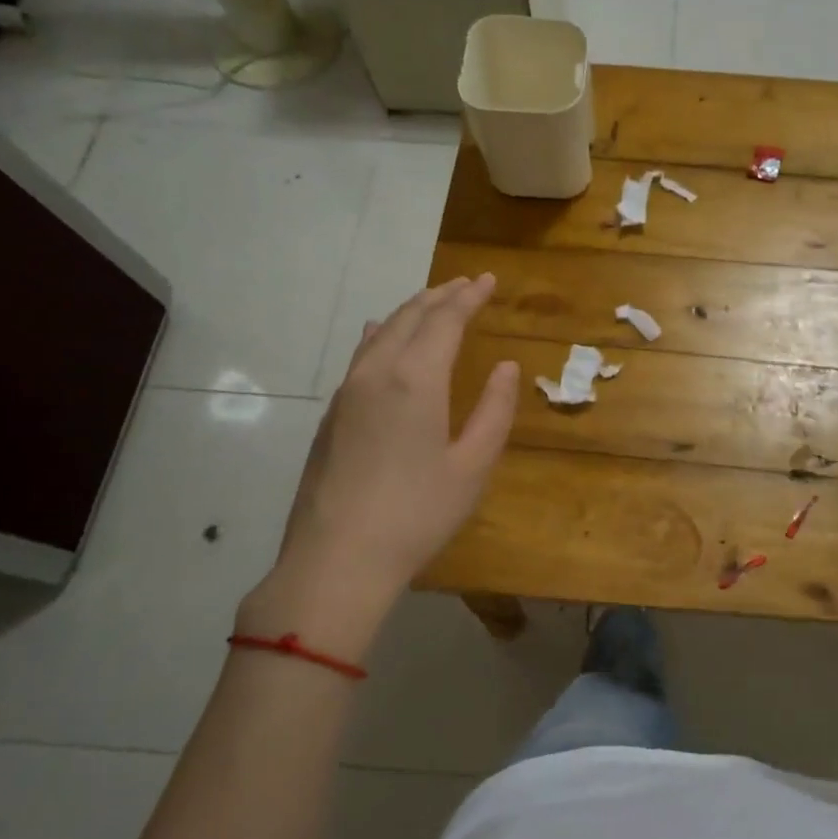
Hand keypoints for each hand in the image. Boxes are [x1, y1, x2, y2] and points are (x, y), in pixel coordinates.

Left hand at [237, 275, 518, 656]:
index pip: (445, 320)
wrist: (338, 558)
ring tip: (432, 302)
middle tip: (466, 284)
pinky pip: (361, 355)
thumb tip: (506, 368)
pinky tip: (382, 335)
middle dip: (440, 296)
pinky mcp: (332, 414)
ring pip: (381, 332)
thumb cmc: (418, 513)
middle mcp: (377, 372)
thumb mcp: (473, 466)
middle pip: (410, 317)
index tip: (488, 280)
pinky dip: (383, 334)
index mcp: (416, 379)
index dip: (469, 297)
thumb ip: (494, 411)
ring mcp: (347, 392)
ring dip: (411, 311)